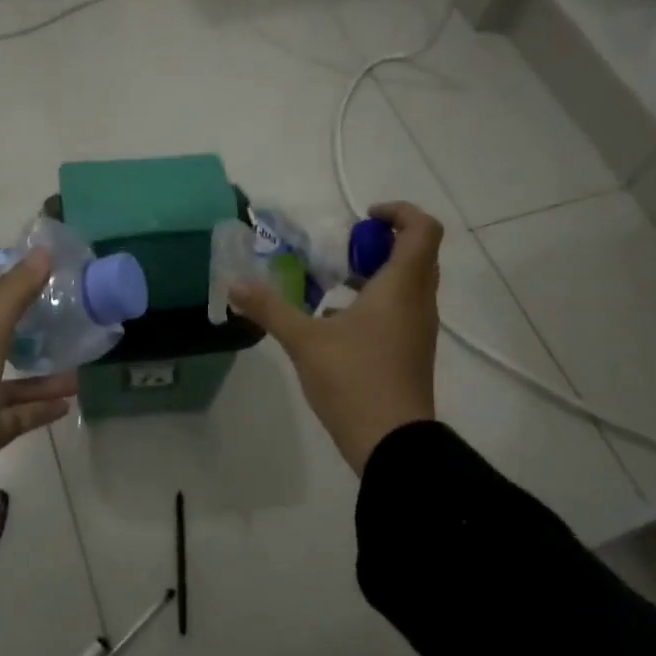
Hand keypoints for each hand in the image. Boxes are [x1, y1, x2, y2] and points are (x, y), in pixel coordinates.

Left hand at [0, 250, 76, 557]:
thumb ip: (12, 299)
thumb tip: (41, 253)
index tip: (31, 291)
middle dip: (23, 337)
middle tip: (61, 328)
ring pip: (6, 385)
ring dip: (38, 378)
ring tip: (78, 371)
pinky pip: (13, 418)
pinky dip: (37, 410)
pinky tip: (67, 404)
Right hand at [229, 201, 441, 473]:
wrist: (392, 443)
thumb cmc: (354, 380)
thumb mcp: (304, 341)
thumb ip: (270, 308)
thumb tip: (234, 285)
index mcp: (402, 287)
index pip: (422, 229)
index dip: (398, 212)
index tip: (362, 217)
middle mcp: (419, 302)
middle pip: (416, 253)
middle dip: (380, 243)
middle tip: (342, 250)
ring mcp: (418, 329)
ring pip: (408, 284)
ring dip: (377, 273)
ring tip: (333, 283)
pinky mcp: (411, 352)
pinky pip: (400, 310)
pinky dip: (375, 302)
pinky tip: (336, 324)